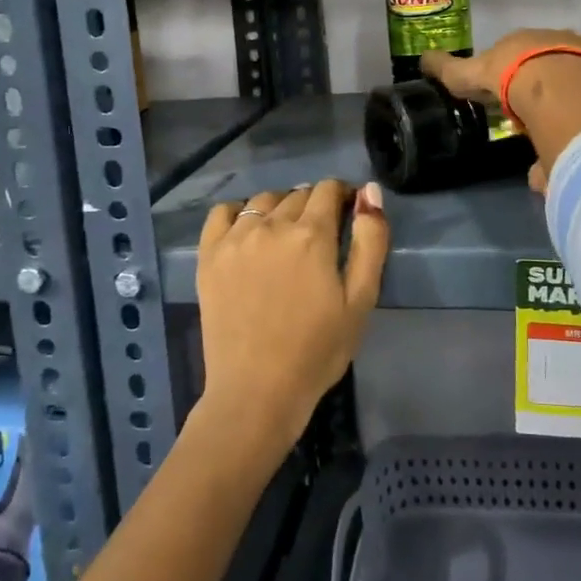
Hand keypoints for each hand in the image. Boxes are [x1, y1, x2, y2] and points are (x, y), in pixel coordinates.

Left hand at [196, 179, 389, 451]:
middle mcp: (271, 225)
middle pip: (297, 195)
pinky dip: (239, 213)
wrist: (257, 391)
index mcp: (312, 235)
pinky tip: (248, 233)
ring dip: (280, 208)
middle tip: (319, 238)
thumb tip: (369, 192)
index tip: (346, 214)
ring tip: (284, 237)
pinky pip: (222, 212)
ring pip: (263, 201)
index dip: (342, 196)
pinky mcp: (209, 255)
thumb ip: (370, 240)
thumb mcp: (361, 299)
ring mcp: (235, 238)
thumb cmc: (317, 350)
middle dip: (313, 206)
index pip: (328, 189)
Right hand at [425, 30, 580, 193]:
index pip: (513, 52)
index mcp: (522, 41)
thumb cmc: (507, 75)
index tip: (504, 92)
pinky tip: (576, 134)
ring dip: (562, 99)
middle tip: (530, 108)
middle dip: (537, 82)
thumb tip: (422, 59)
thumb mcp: (468, 74)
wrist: (554, 84)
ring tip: (556, 125)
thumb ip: (447, 69)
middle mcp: (553, 42)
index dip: (506, 71)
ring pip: (570, 78)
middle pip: (544, 62)